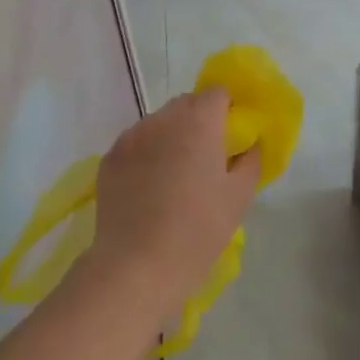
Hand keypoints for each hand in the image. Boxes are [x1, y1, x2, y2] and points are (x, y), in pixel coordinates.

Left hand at [87, 89, 262, 316]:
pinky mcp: (109, 159)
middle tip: (209, 157)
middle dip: (200, 121)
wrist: (137, 266)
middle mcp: (161, 120)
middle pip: (186, 104)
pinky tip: (151, 187)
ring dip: (172, 136)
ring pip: (159, 123)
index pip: (218, 93)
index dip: (229, 109)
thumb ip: (250, 160)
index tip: (234, 136)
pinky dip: (148, 154)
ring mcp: (130, 138)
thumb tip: (248, 144)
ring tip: (177, 174)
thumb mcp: (239, 196)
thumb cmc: (198, 230)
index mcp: (198, 122)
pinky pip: (136, 143)